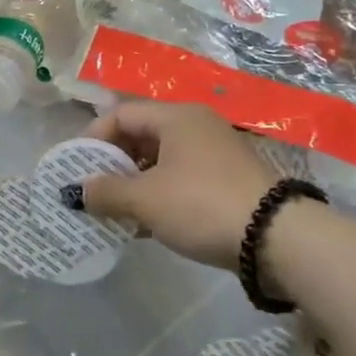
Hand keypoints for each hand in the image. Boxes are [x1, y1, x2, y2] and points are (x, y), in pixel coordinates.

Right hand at [82, 102, 275, 270]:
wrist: (280, 240)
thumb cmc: (202, 205)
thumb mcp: (145, 200)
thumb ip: (105, 192)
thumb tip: (75, 192)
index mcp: (175, 117)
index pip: (120, 115)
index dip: (92, 138)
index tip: (75, 167)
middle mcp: (196, 126)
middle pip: (140, 136)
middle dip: (112, 163)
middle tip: (91, 189)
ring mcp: (216, 154)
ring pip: (160, 160)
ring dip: (133, 183)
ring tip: (114, 210)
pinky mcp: (229, 181)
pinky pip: (181, 179)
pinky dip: (158, 195)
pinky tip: (145, 223)